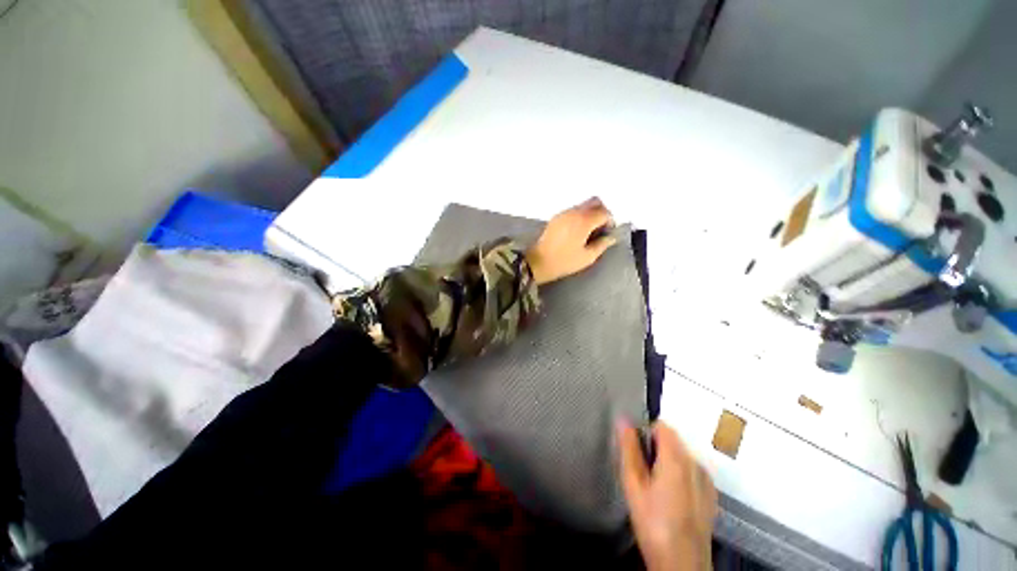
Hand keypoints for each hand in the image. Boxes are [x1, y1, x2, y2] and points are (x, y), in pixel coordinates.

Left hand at [526, 197, 616, 284]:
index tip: (608, 233)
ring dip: (590, 214)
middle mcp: (574, 212)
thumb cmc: (564, 261)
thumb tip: (611, 237)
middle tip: (601, 228)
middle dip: (602, 212)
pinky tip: (578, 231)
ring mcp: (563, 213)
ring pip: (583, 205)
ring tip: (589, 232)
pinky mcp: (556, 218)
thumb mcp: (587, 257)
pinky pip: (573, 210)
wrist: (538, 262)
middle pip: (594, 202)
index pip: (604, 212)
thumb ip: (602, 245)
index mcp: (583, 221)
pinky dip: (580, 216)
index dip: (610, 222)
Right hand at [618, 420, 717, 570]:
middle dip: (655, 448)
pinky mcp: (710, 494)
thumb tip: (623, 419)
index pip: (662, 425)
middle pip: (672, 440)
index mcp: (676, 457)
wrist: (682, 563)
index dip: (646, 432)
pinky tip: (671, 498)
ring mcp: (705, 479)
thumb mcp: (633, 484)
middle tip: (642, 473)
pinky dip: (680, 475)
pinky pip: (691, 471)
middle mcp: (695, 463)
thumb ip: (629, 449)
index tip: (636, 451)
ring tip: (655, 487)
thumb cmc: (653, 522)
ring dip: (667, 461)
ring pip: (681, 456)